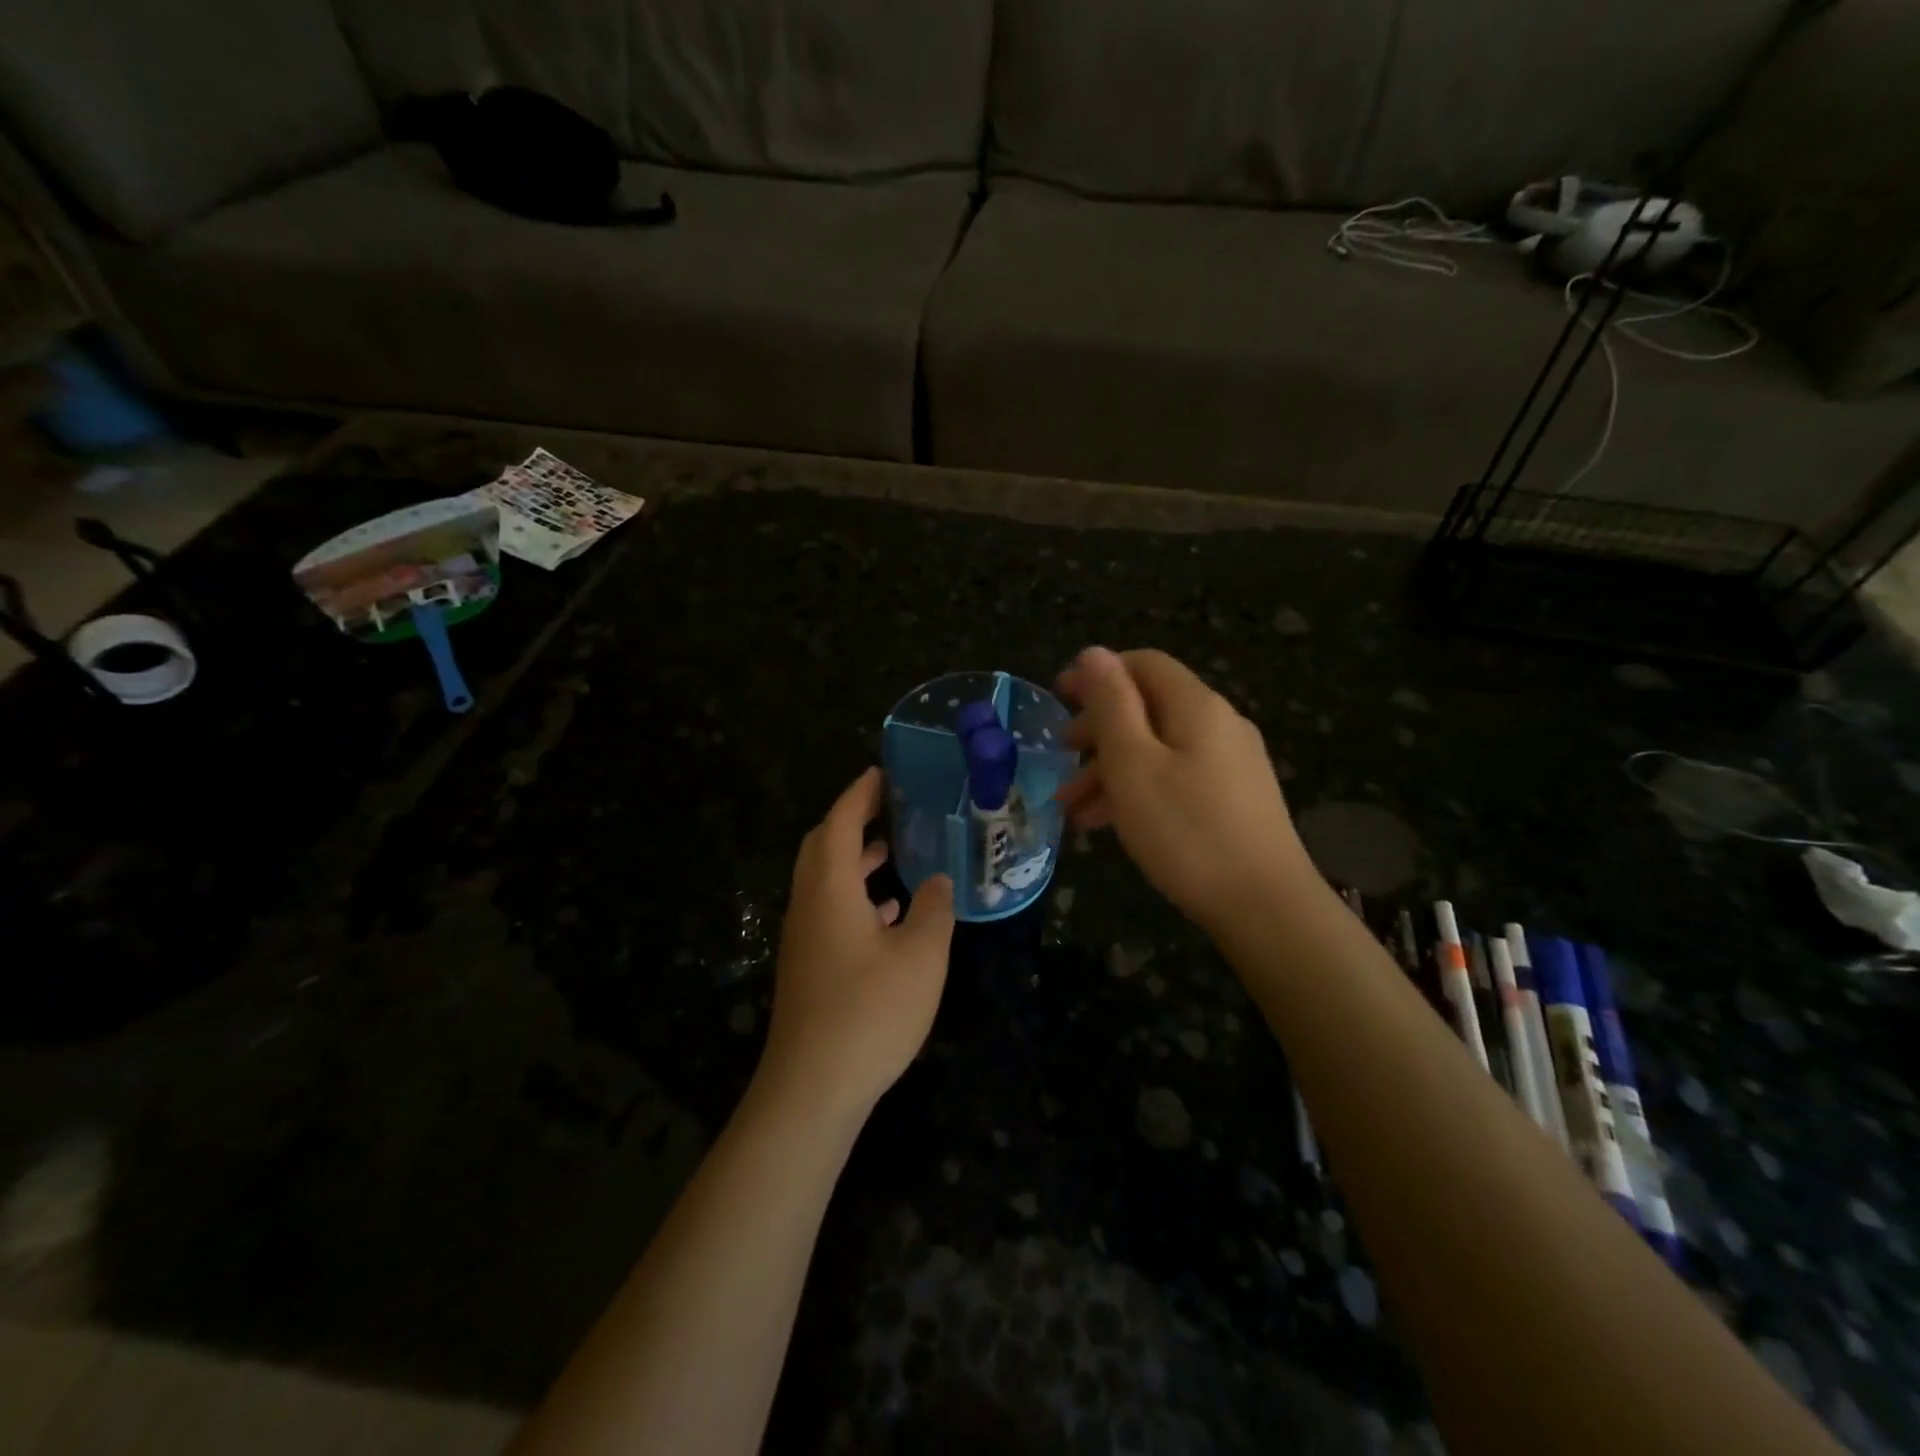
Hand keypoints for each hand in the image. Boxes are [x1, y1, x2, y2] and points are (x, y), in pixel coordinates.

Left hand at [758, 768, 956, 1123]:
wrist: (813, 1087)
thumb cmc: (870, 1010)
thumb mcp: (920, 955)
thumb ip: (934, 910)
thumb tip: (939, 881)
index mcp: (829, 889)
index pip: (839, 823)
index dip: (859, 794)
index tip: (881, 773)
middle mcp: (808, 904)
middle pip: (821, 847)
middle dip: (851, 822)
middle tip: (888, 808)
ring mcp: (804, 938)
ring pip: (826, 882)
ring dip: (855, 861)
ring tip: (894, 852)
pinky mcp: (809, 967)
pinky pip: (830, 912)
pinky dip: (856, 897)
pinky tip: (888, 913)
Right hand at [1056, 647, 1307, 933]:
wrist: (1265, 907)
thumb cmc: (1186, 831)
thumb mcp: (1133, 764)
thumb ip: (1111, 705)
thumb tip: (1094, 652)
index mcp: (1196, 706)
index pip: (1143, 664)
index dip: (1098, 674)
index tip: (1059, 697)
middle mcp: (1219, 724)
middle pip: (1149, 707)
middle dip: (1098, 730)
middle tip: (1061, 758)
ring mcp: (1231, 764)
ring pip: (1158, 749)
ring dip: (1111, 770)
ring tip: (1072, 809)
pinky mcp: (1234, 799)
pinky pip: (1176, 778)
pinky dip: (1139, 790)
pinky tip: (1109, 824)